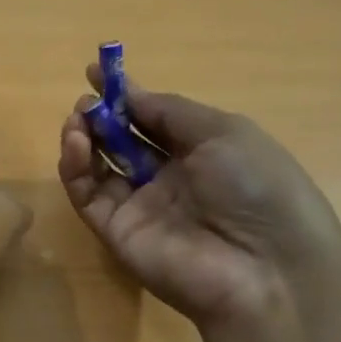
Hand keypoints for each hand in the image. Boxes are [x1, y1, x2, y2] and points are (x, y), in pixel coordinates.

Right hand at [58, 63, 340, 327]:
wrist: (265, 269)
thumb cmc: (256, 186)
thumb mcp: (223, 132)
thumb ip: (168, 111)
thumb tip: (128, 94)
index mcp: (200, 151)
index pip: (152, 119)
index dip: (125, 96)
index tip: (95, 72)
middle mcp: (168, 178)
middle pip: (121, 141)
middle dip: (100, 116)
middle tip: (86, 102)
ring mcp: (139, 207)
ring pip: (98, 167)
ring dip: (83, 138)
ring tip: (78, 120)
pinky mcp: (115, 232)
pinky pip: (87, 195)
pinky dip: (75, 168)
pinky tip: (77, 144)